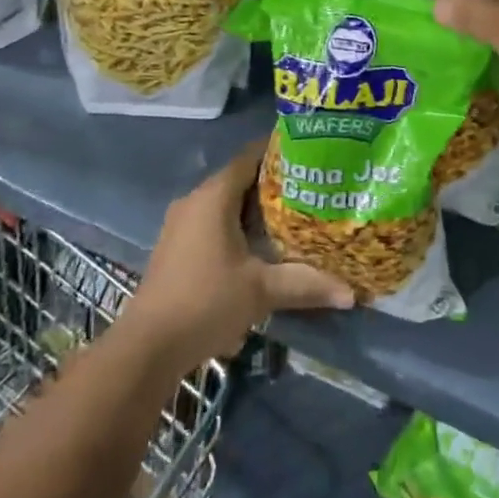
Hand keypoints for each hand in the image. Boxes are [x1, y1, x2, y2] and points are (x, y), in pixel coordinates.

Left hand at [122, 139, 353, 371]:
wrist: (148, 346)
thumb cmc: (206, 302)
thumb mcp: (262, 291)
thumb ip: (306, 284)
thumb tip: (350, 292)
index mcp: (214, 195)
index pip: (250, 155)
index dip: (278, 151)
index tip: (309, 153)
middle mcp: (195, 199)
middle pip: (239, 178)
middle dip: (272, 182)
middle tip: (309, 187)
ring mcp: (181, 223)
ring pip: (225, 202)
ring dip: (254, 207)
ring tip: (292, 215)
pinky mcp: (175, 245)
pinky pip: (212, 220)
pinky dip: (236, 224)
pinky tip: (258, 245)